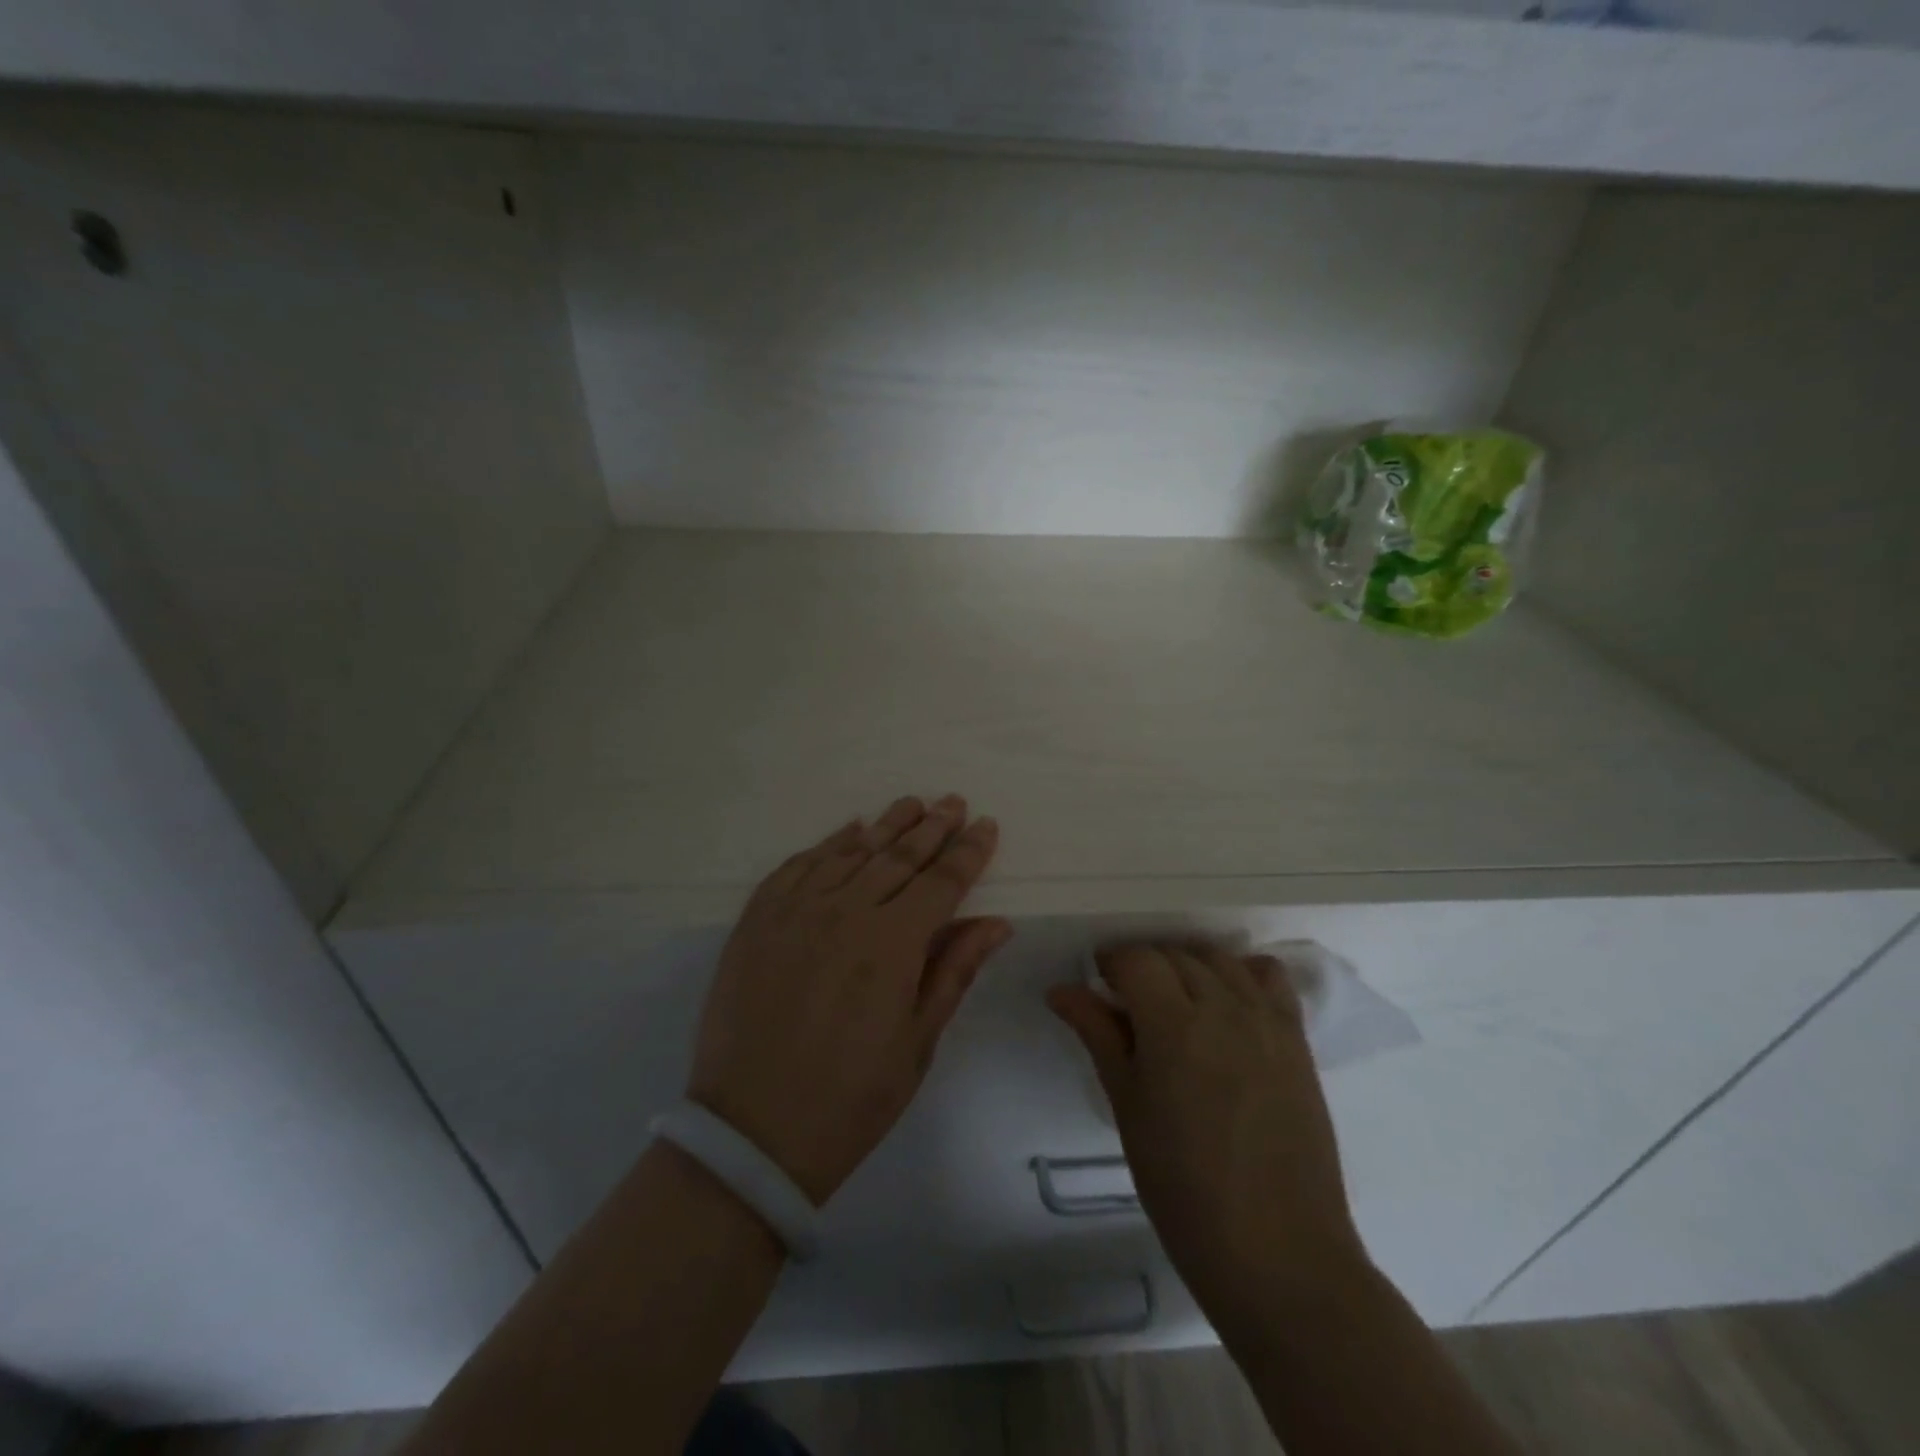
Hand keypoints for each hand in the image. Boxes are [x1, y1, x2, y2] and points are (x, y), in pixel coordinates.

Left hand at [688, 795, 1010, 1206]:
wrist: (750, 1134)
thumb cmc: (850, 1099)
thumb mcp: (917, 1044)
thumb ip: (954, 971)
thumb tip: (996, 921)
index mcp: (892, 944)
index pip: (942, 882)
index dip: (968, 853)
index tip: (986, 825)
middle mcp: (845, 911)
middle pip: (899, 856)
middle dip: (933, 827)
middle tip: (953, 802)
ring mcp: (795, 911)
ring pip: (850, 852)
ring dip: (885, 825)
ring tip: (911, 804)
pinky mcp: (757, 919)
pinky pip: (798, 865)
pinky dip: (827, 844)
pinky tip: (848, 831)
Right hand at [1049, 943, 1369, 1338]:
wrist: (1279, 1253)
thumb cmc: (1184, 1189)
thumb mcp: (1128, 1109)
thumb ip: (1099, 1036)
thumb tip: (1061, 990)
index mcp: (1174, 1026)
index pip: (1137, 959)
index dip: (1111, 963)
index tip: (1098, 986)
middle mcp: (1224, 1008)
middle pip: (1176, 954)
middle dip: (1144, 966)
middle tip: (1127, 1004)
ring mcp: (1267, 1021)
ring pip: (1219, 958)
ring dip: (1188, 965)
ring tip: (1175, 1002)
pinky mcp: (1298, 1040)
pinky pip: (1270, 978)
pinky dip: (1242, 973)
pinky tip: (1227, 1002)